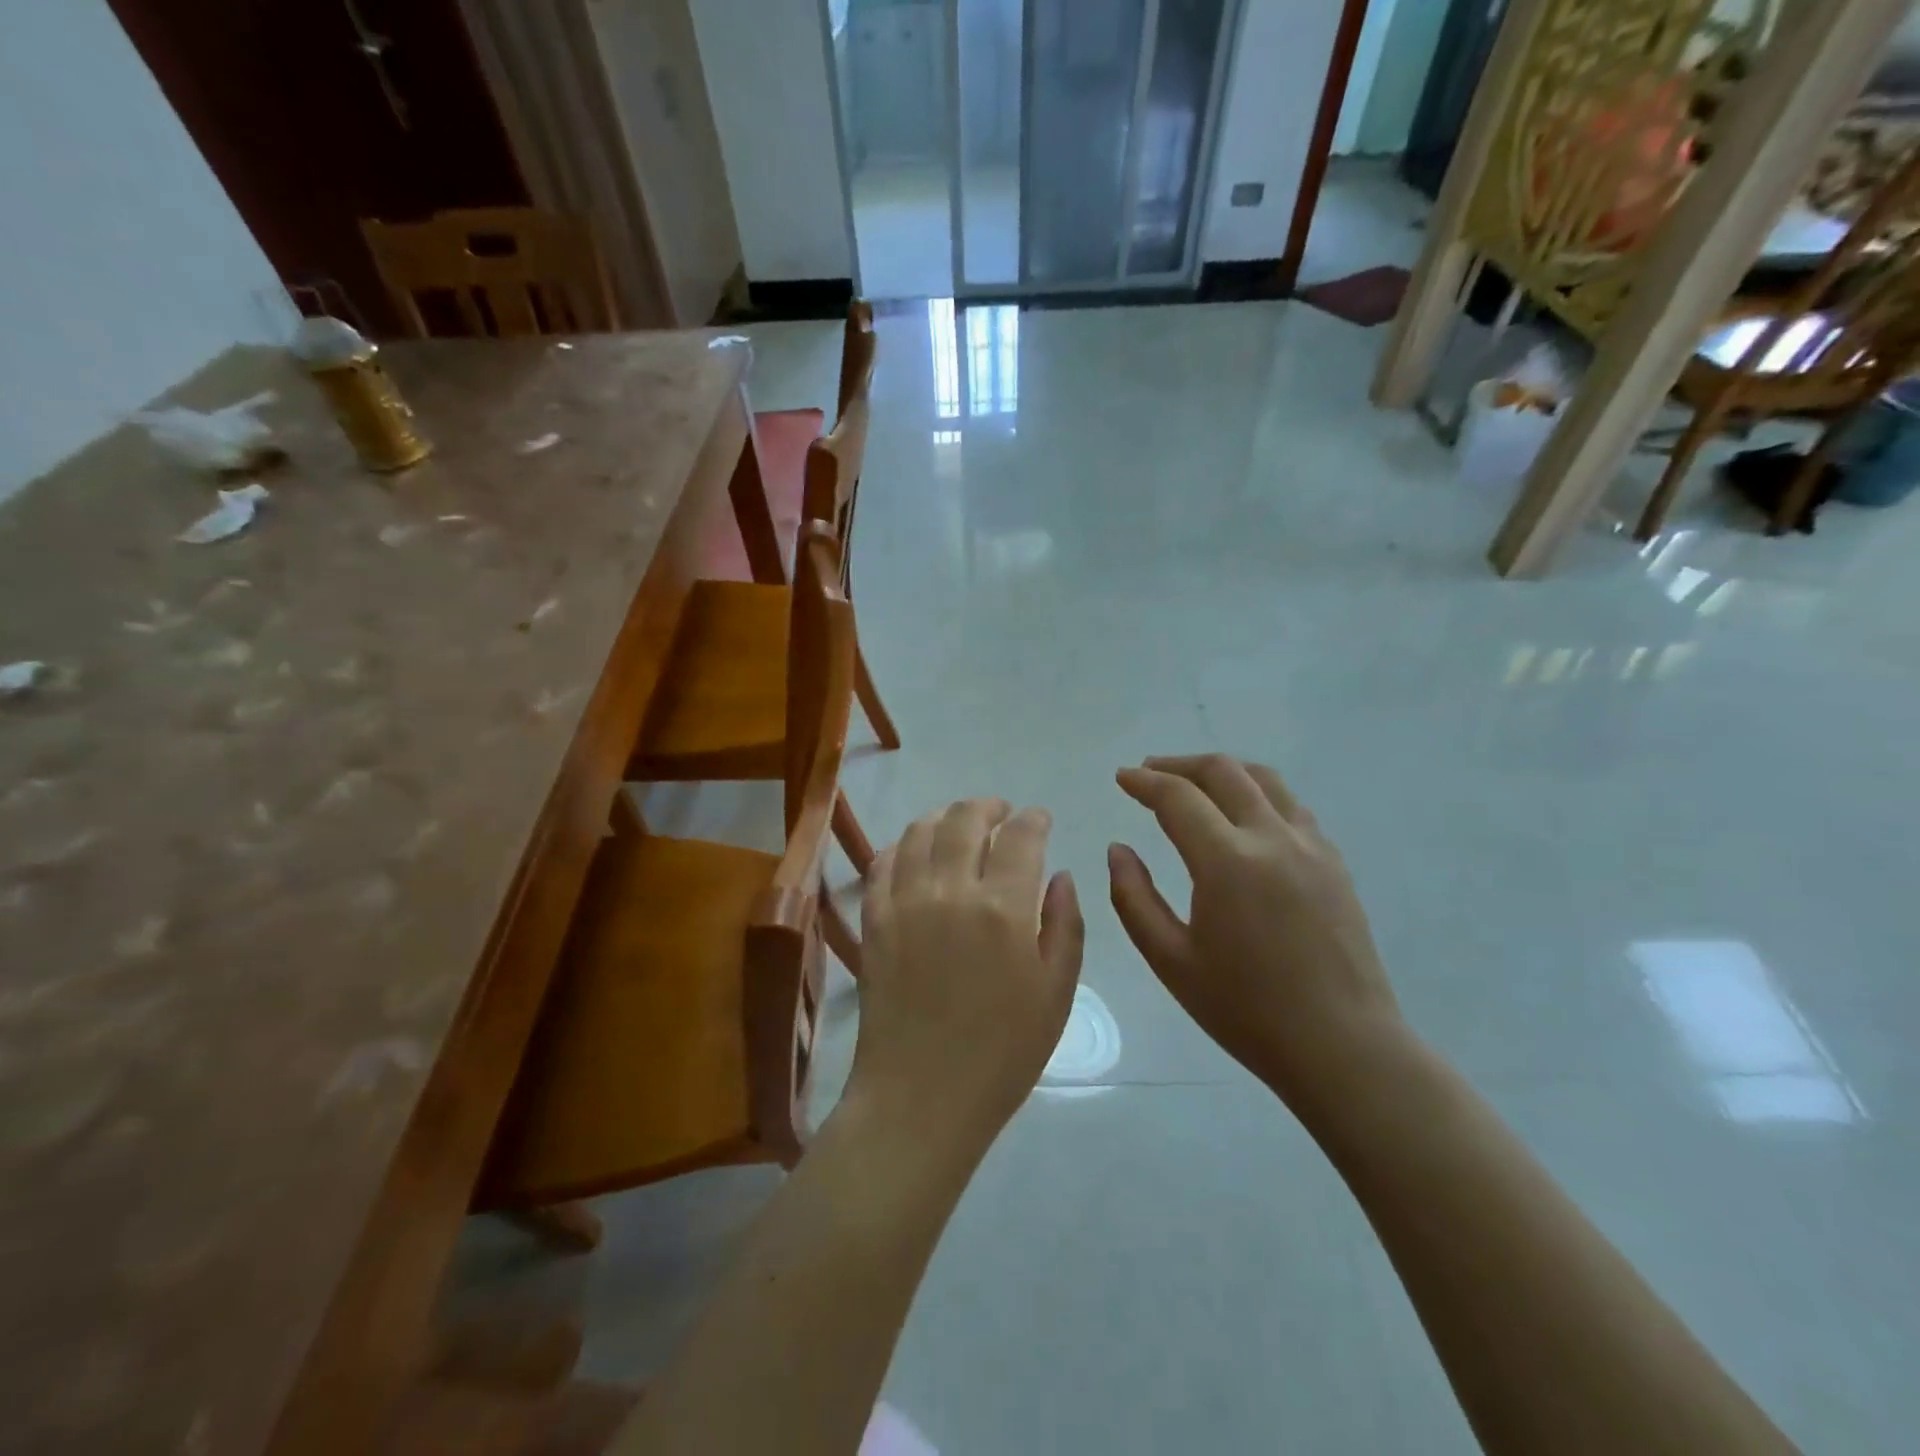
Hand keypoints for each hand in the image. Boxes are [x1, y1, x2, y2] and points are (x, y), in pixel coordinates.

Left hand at [851, 799, 1084, 1152]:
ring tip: (959, 825)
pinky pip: (883, 862)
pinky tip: (916, 853)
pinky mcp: (874, 919)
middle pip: (965, 818)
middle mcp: (951, 890)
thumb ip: (1065, 925)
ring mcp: (905, 901)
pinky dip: (903, 845)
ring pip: (920, 830)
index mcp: (1003, 908)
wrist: (921, 1096)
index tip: (1040, 818)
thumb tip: (1060, 875)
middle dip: (989, 806)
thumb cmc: (1002, 1053)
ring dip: (945, 817)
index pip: (1021, 835)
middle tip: (1002, 813)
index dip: (1034, 818)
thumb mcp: (1056, 993)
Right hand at [1109, 755, 1405, 1113]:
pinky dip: (1257, 793)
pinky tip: (1243, 817)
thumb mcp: (1171, 960)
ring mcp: (1311, 846)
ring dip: (1222, 771)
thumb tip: (1118, 849)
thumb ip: (1134, 898)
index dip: (1144, 782)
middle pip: (1223, 772)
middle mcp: (1272, 838)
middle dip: (1179, 765)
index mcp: (1228, 862)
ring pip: (1264, 779)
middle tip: (1149, 774)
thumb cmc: (1246, 1010)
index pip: (1177, 797)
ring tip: (1194, 784)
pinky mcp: (1334, 862)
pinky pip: (1291, 806)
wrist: (1342, 1046)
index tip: (1121, 778)